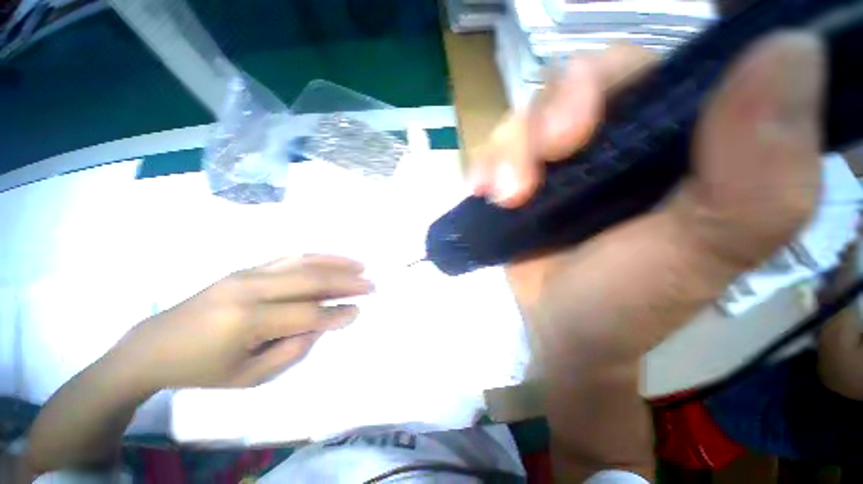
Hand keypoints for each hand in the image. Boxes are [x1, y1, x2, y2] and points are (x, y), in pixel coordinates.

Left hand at [112, 255, 372, 389]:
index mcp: (247, 320)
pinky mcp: (246, 268)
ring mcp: (247, 273)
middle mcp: (249, 288)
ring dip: (335, 263)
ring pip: (302, 262)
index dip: (336, 314)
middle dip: (346, 282)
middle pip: (310, 280)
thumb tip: (321, 325)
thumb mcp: (248, 377)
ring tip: (360, 265)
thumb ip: (292, 349)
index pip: (307, 313)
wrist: (154, 345)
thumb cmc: (202, 369)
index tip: (358, 311)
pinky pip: (289, 258)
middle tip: (371, 284)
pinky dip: (316, 257)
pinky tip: (332, 260)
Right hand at [475, 33, 823, 320]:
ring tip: (501, 197)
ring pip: (519, 121)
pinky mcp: (518, 180)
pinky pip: (492, 153)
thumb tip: (795, 50)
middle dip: (539, 123)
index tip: (570, 135)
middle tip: (523, 179)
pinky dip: (482, 167)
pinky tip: (480, 191)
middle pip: (564, 87)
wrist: (567, 328)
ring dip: (503, 154)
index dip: (597, 83)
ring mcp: (555, 159)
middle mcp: (612, 135)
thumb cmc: (632, 302)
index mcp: (672, 135)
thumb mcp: (708, 251)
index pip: (636, 68)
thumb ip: (762, 171)